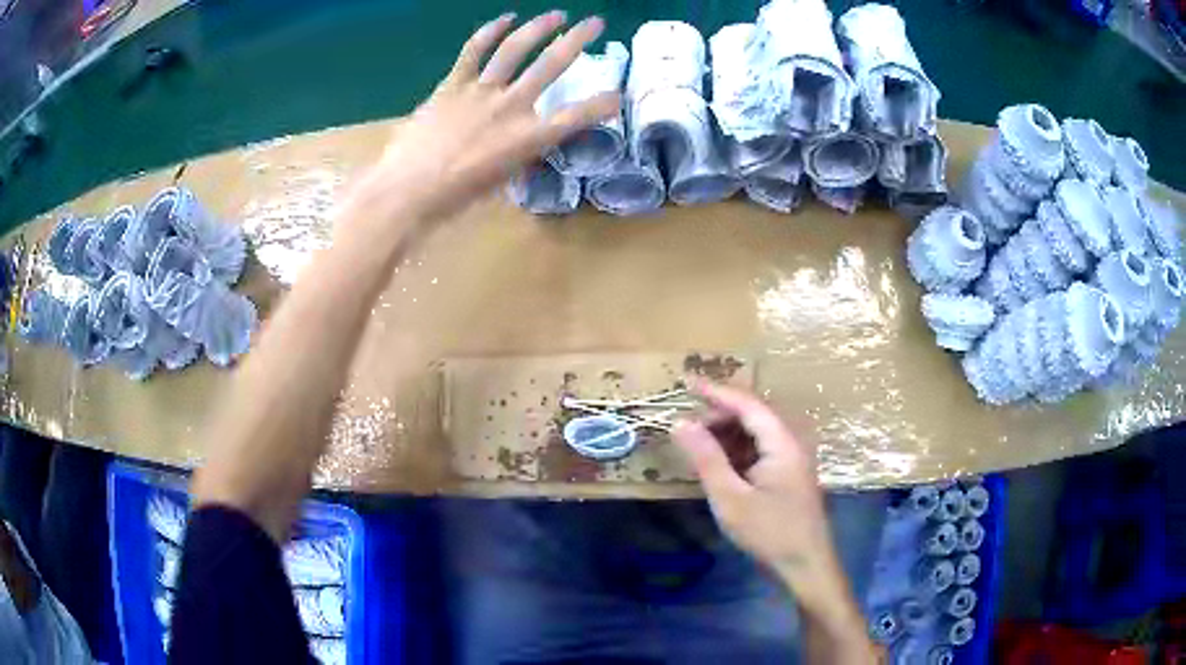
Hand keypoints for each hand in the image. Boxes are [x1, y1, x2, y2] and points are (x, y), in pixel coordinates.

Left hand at [345, 11, 619, 227]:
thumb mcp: (499, 184)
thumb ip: (517, 157)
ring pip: (517, 49)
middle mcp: (512, 107)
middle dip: (579, 40)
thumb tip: (523, 145)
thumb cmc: (454, 198)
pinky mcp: (454, 84)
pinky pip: (474, 51)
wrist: (408, 189)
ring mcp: (482, 91)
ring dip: (540, 27)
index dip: (602, 105)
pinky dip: (490, 31)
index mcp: (528, 139)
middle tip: (596, 23)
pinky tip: (506, 18)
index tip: (616, 96)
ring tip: (557, 14)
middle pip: (552, 65)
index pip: (577, 117)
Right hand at [672, 382, 853, 613]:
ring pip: (756, 433)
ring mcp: (792, 459)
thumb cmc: (769, 533)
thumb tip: (681, 423)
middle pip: (753, 415)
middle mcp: (791, 443)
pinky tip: (719, 466)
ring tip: (698, 446)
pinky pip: (761, 450)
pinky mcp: (789, 475)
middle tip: (686, 426)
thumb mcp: (730, 498)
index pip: (748, 403)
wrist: (805, 566)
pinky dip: (737, 452)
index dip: (716, 391)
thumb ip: (706, 458)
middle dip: (719, 415)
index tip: (686, 382)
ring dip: (727, 434)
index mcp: (782, 442)